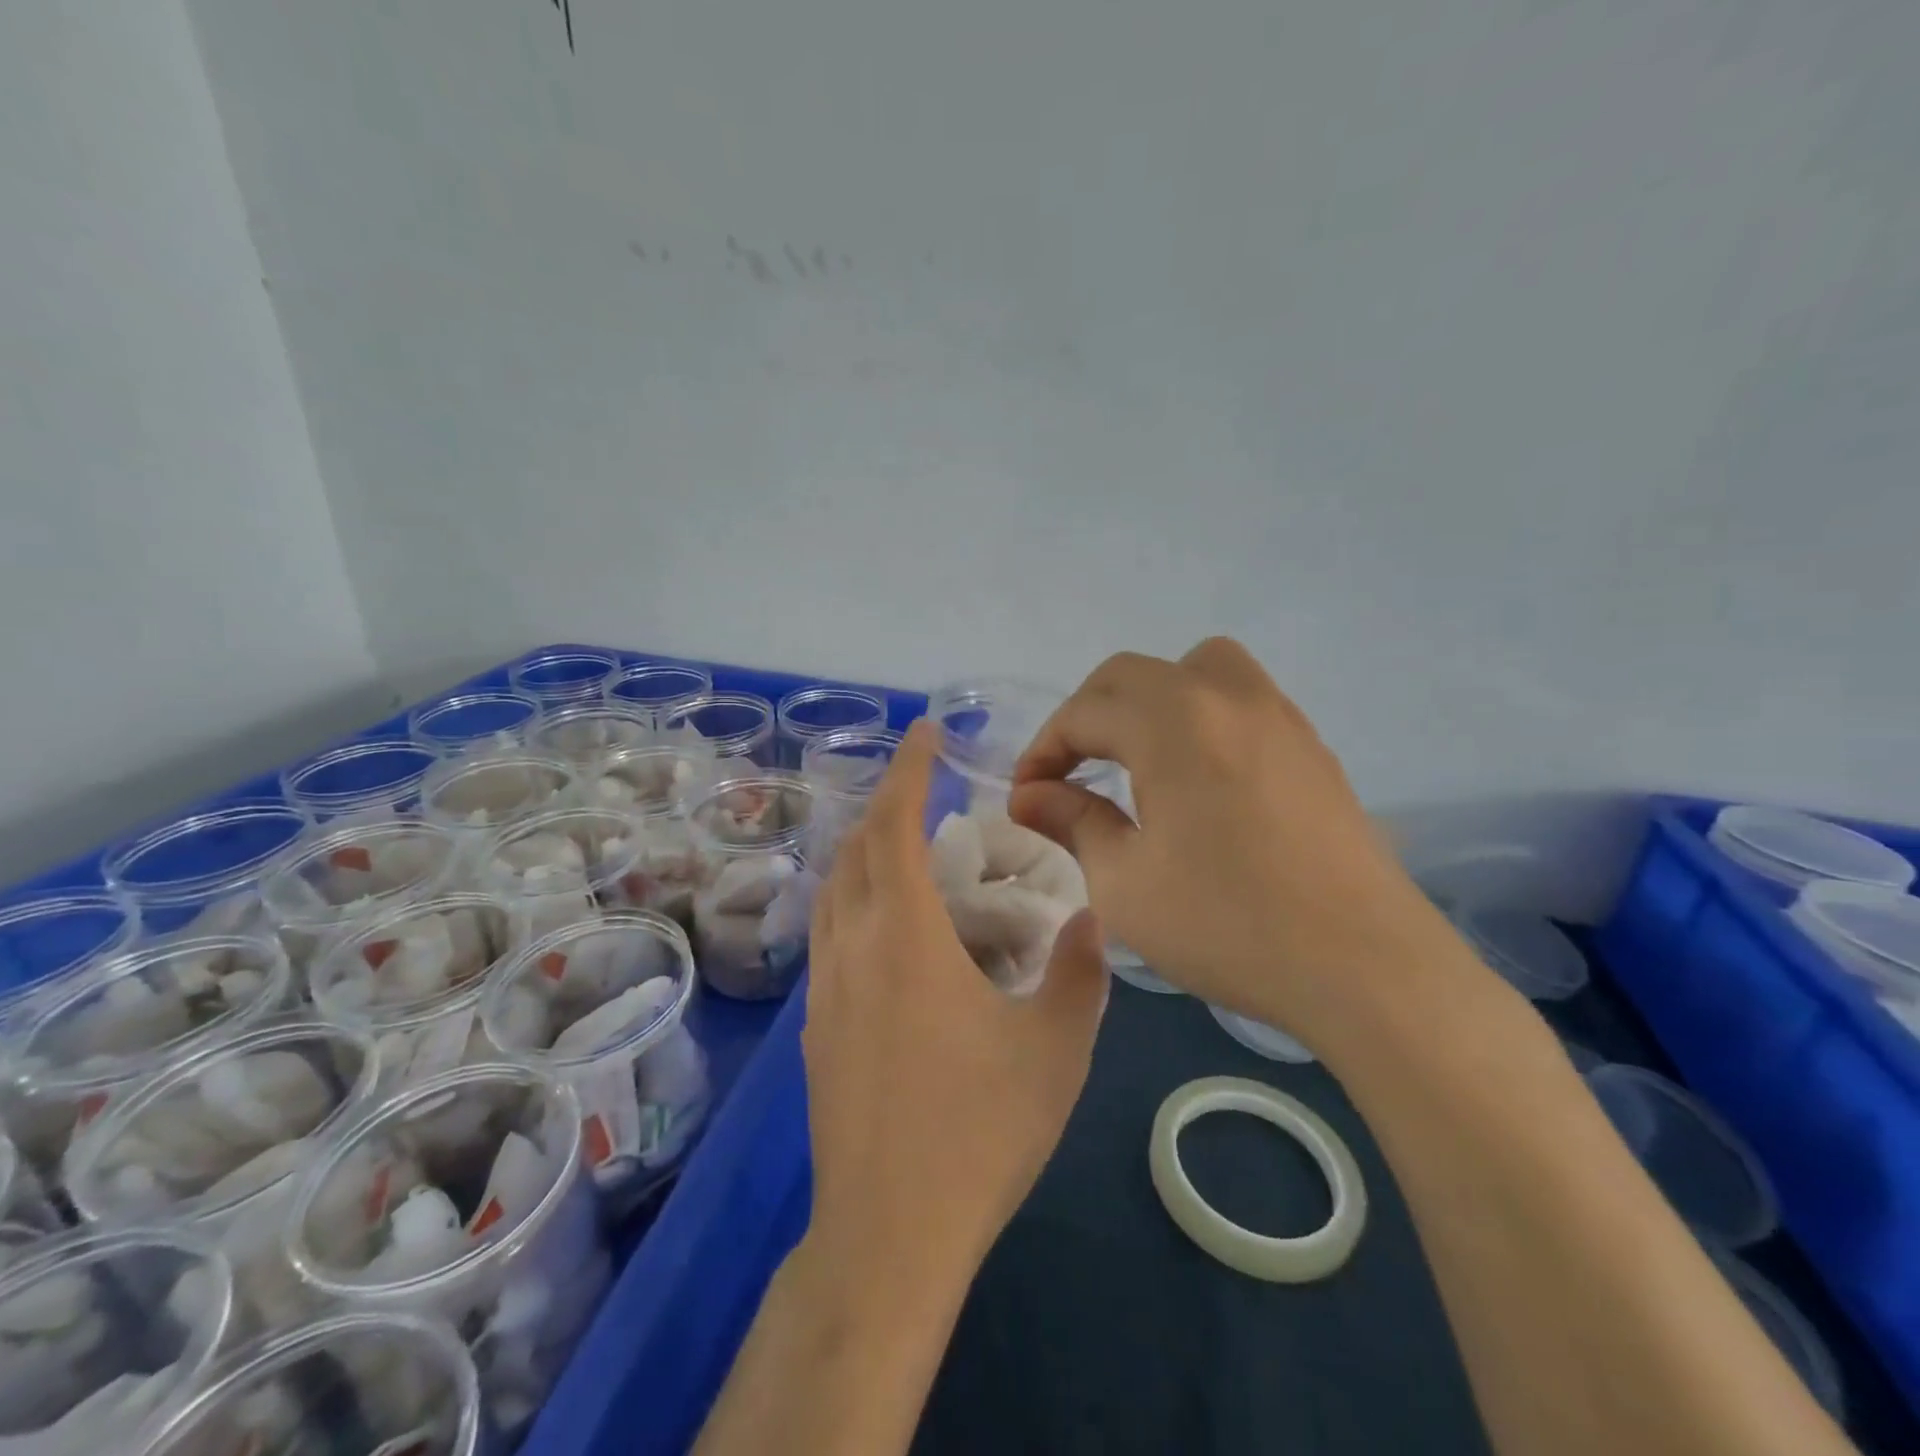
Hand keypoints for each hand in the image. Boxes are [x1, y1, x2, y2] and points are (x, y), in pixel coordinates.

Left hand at [803, 720, 1108, 1284]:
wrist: (888, 1232)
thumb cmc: (978, 1132)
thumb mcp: (1056, 1048)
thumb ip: (1079, 972)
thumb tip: (1088, 917)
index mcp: (904, 937)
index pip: (892, 824)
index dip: (907, 770)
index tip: (925, 734)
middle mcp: (852, 947)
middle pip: (855, 850)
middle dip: (887, 806)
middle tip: (931, 795)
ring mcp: (825, 989)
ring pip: (834, 891)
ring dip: (866, 854)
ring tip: (912, 851)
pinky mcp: (816, 1027)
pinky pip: (830, 934)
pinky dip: (857, 901)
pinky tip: (894, 931)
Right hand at [1010, 638, 1458, 1046]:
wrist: (1364, 967)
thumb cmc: (1227, 925)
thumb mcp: (1124, 883)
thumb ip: (1072, 822)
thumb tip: (1029, 796)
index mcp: (1172, 722)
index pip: (1084, 712)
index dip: (1043, 750)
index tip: (1027, 795)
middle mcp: (1225, 697)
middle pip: (1131, 676)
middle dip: (1087, 717)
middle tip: (1069, 773)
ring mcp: (1277, 716)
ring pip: (1195, 669)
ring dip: (1148, 701)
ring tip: (1136, 758)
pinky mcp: (1310, 746)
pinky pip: (1239, 699)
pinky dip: (1199, 716)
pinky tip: (1198, 778)